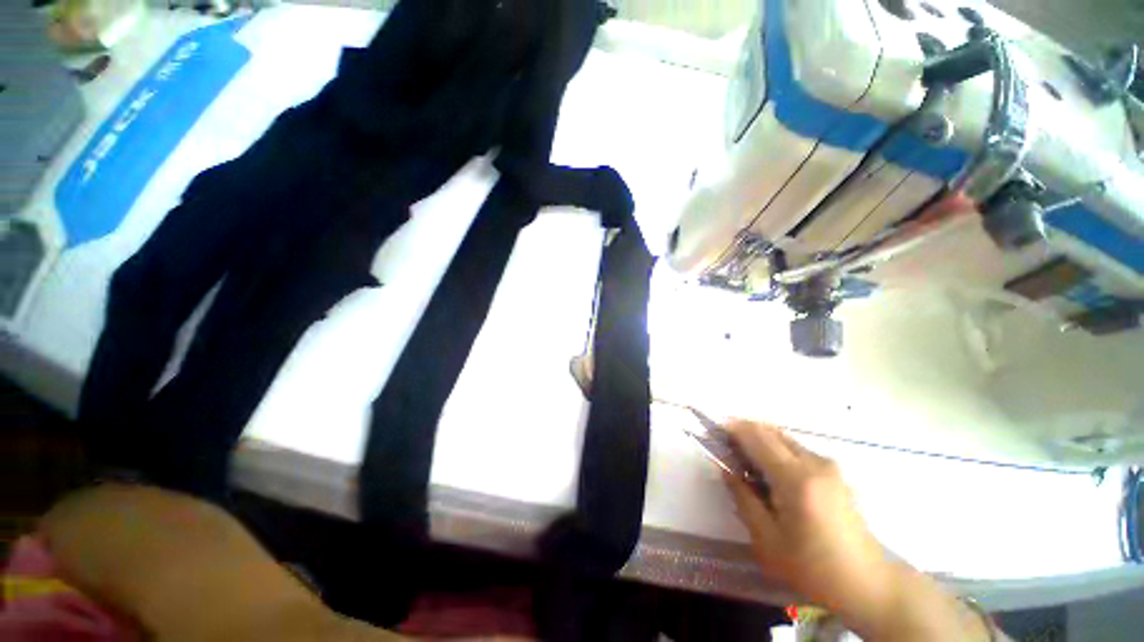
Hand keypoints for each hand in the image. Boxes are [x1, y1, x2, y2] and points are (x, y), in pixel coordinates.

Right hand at [724, 421, 993, 641]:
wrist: (867, 582)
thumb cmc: (813, 567)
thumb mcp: (767, 539)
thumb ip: (742, 498)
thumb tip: (725, 469)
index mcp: (796, 479)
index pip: (757, 438)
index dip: (732, 429)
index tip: (713, 429)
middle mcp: (814, 463)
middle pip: (771, 432)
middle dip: (745, 431)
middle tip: (726, 446)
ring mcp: (828, 466)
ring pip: (784, 439)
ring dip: (761, 441)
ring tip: (746, 462)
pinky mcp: (835, 473)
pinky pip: (797, 450)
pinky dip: (777, 450)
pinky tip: (771, 473)